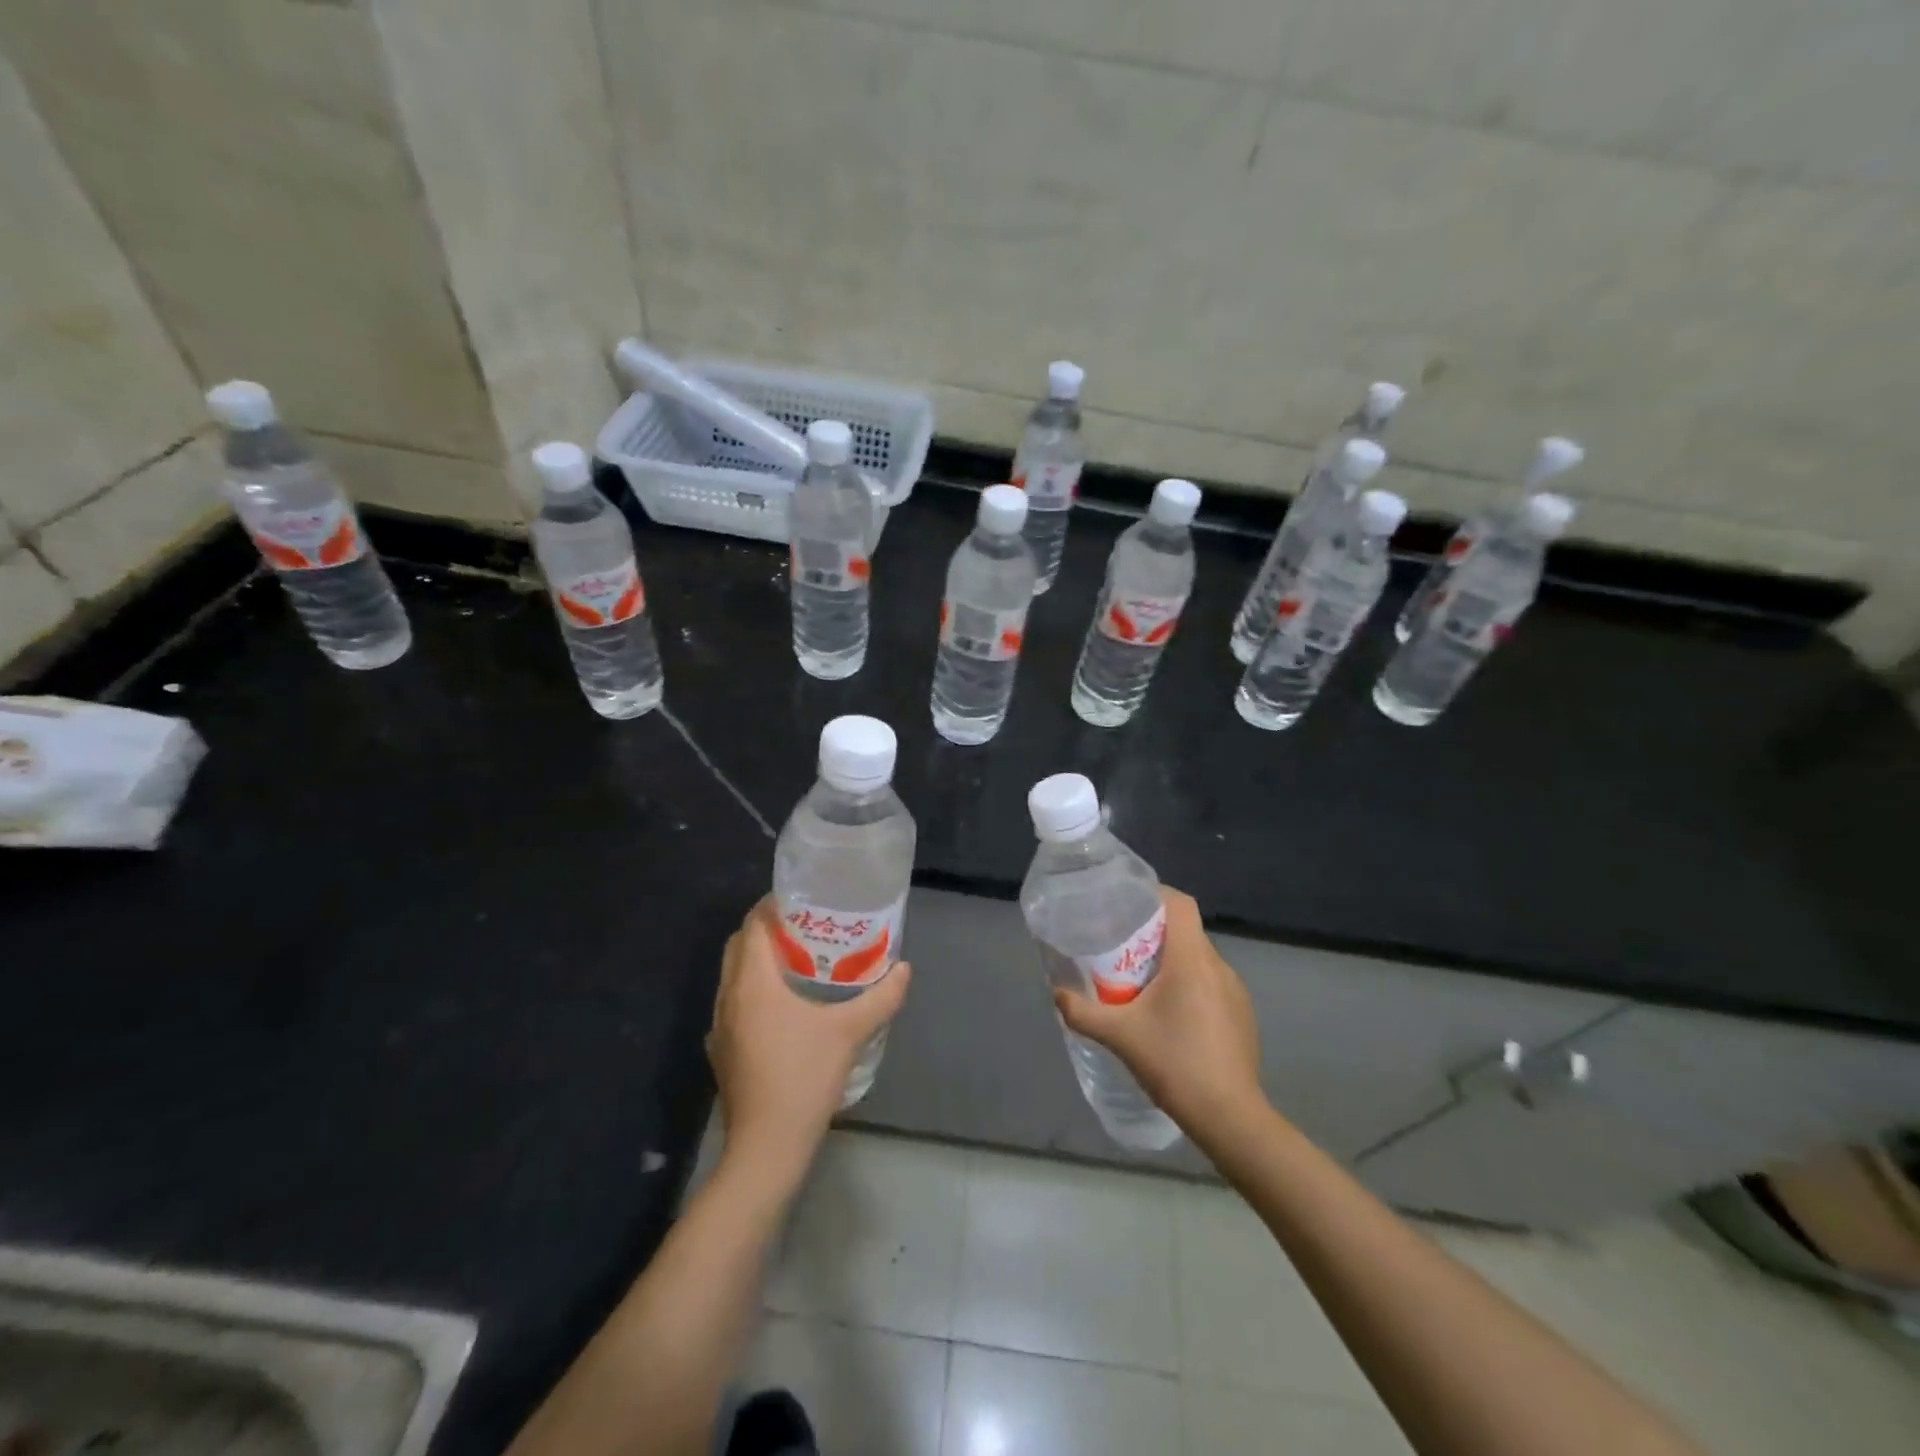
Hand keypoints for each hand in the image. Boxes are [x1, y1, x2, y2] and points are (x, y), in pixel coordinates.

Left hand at [707, 897, 911, 1180]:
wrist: (766, 1147)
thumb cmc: (805, 1077)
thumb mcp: (850, 1032)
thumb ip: (881, 997)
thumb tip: (904, 969)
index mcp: (753, 983)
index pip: (753, 925)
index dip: (772, 907)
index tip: (803, 901)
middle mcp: (729, 997)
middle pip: (740, 946)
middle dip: (767, 930)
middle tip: (805, 928)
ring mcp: (721, 1027)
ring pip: (734, 976)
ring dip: (759, 961)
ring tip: (798, 961)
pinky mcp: (723, 1051)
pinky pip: (734, 1004)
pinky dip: (754, 991)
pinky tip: (784, 1008)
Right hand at [1054, 887, 1264, 1139]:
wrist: (1230, 1117)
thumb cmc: (1175, 1064)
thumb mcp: (1120, 1036)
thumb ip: (1083, 1012)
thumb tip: (1056, 993)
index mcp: (1192, 960)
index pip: (1180, 904)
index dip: (1155, 895)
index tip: (1127, 905)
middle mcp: (1218, 966)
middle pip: (1185, 931)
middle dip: (1153, 934)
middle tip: (1122, 949)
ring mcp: (1235, 991)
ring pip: (1198, 959)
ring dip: (1171, 962)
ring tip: (1142, 984)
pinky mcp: (1242, 1015)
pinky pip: (1211, 984)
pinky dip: (1189, 986)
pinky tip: (1171, 1016)